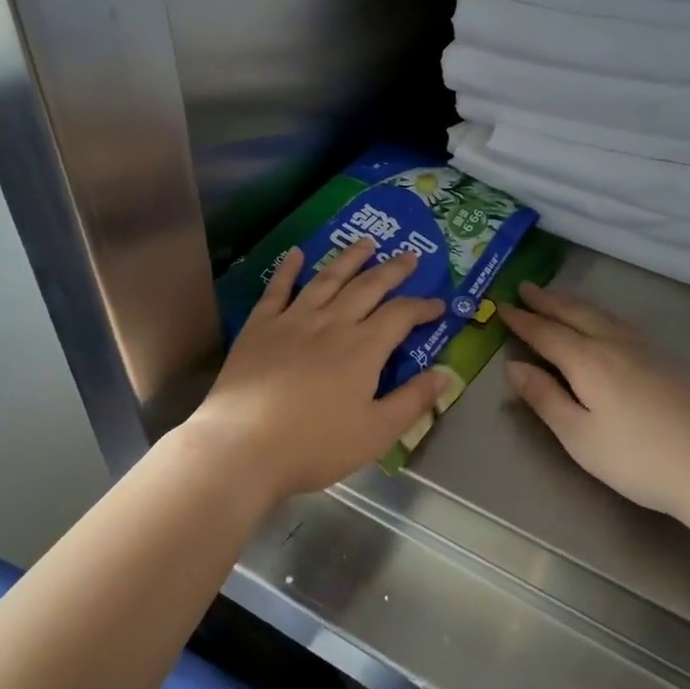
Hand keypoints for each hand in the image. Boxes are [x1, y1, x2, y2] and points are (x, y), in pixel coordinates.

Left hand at [185, 240, 449, 501]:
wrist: (244, 445)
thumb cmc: (315, 445)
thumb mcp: (376, 433)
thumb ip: (412, 401)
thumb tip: (445, 376)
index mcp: (364, 348)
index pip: (401, 315)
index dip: (423, 306)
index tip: (438, 304)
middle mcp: (332, 323)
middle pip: (368, 286)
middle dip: (393, 270)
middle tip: (409, 255)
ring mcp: (293, 320)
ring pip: (327, 279)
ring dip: (349, 258)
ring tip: (366, 243)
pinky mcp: (260, 326)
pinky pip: (278, 289)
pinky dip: (289, 269)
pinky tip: (297, 253)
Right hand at [499, 283, 689, 525]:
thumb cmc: (640, 459)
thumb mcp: (580, 438)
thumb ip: (545, 399)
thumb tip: (515, 367)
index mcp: (589, 361)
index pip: (547, 333)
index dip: (522, 321)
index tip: (502, 306)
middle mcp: (617, 344)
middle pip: (576, 314)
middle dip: (548, 301)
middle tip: (525, 288)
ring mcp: (650, 349)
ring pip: (604, 315)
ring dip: (575, 304)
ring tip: (559, 299)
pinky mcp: (673, 361)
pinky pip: (625, 324)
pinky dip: (602, 316)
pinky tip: (606, 325)